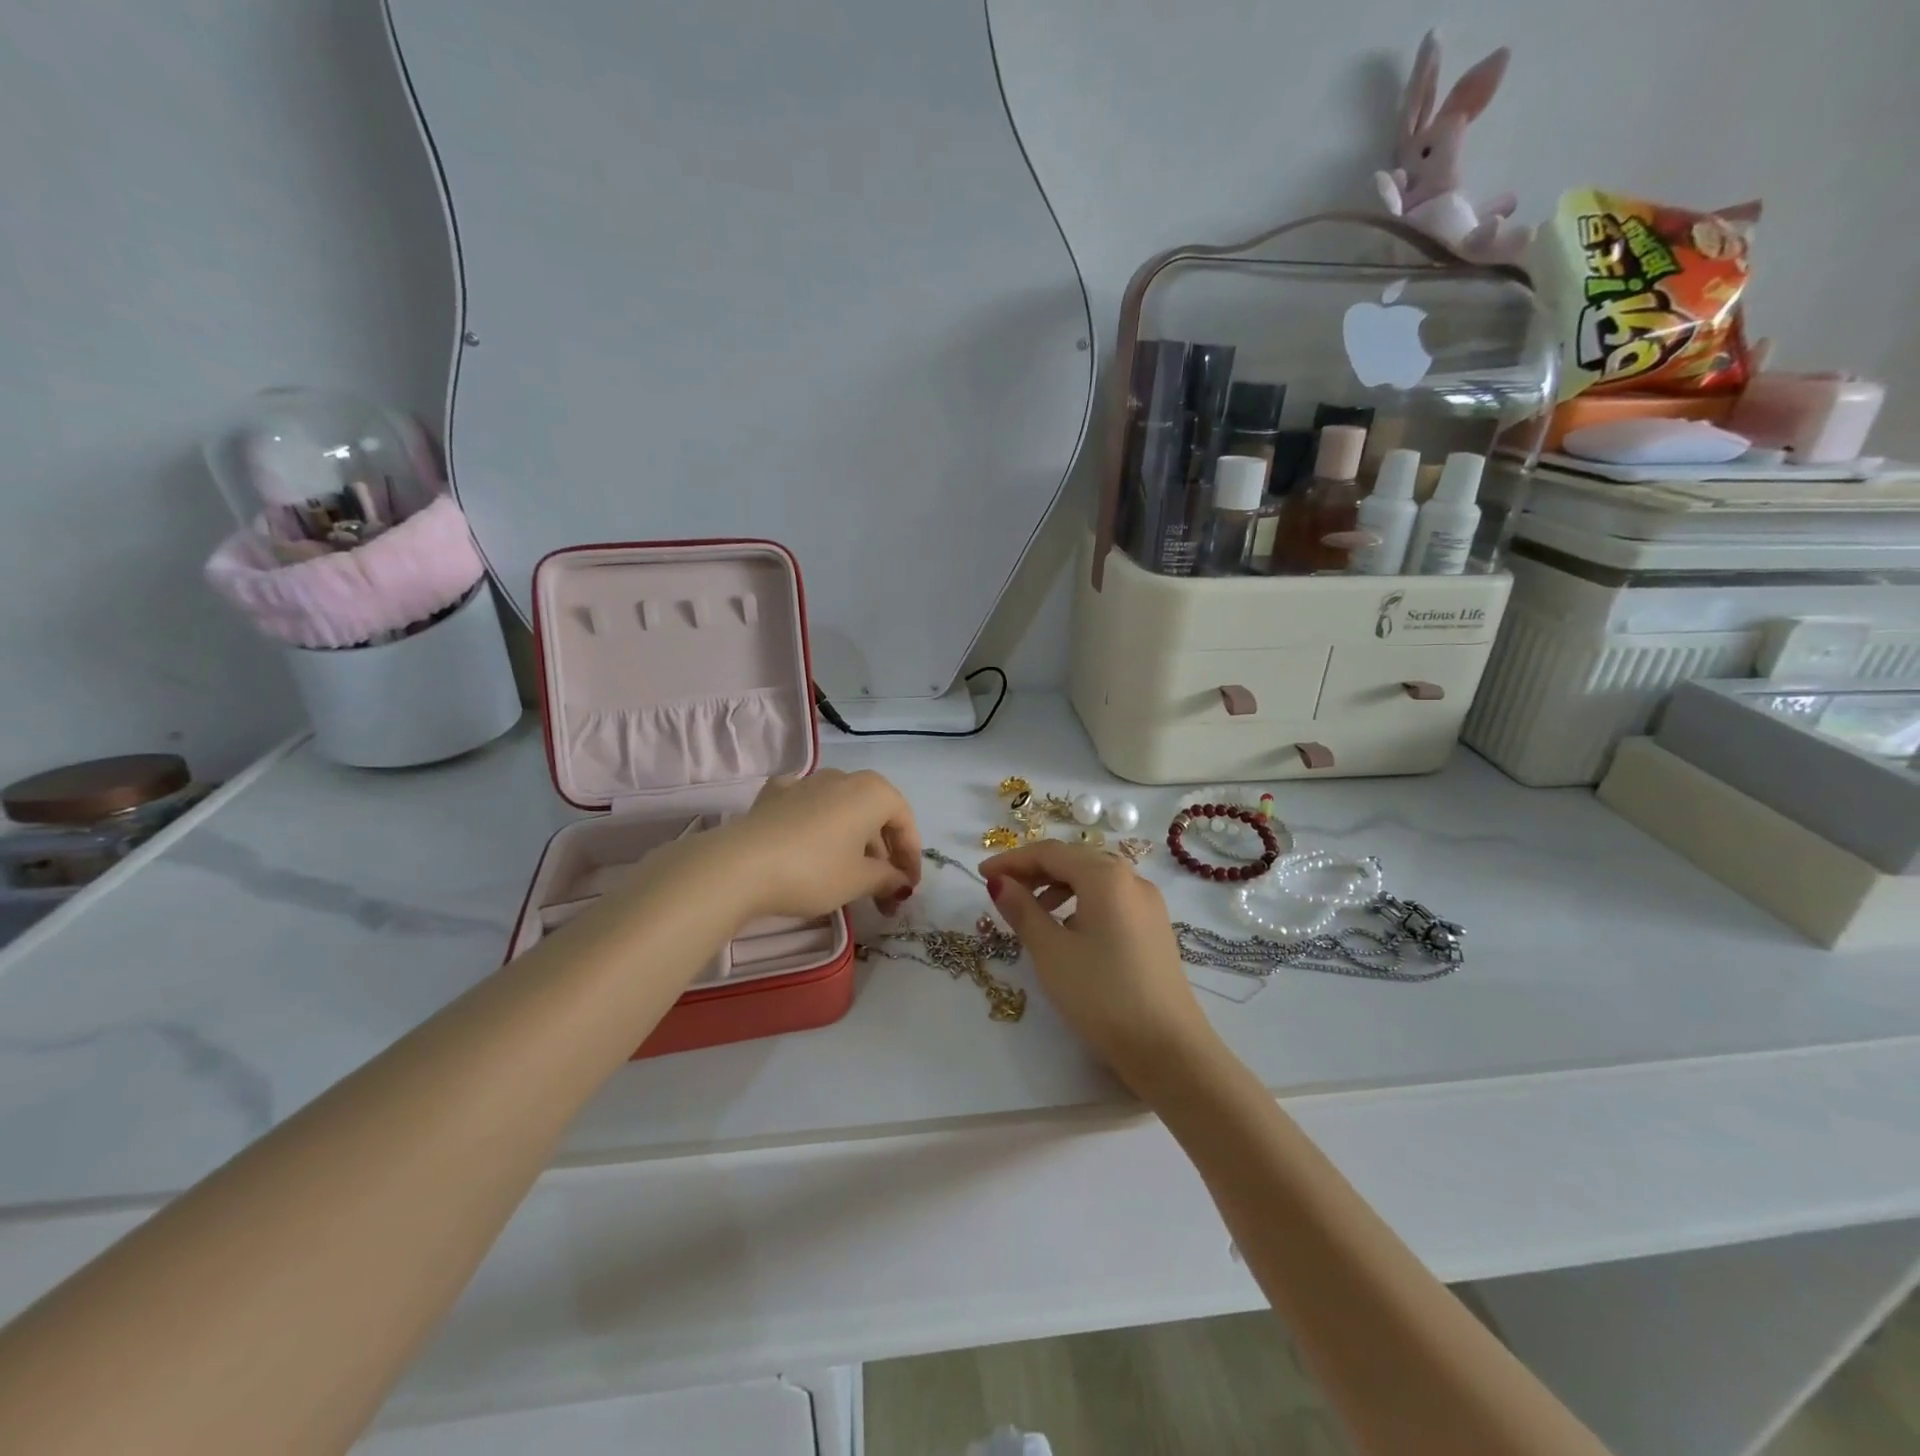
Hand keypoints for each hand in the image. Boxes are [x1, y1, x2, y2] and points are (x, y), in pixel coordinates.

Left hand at [701, 769, 922, 923]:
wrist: (740, 866)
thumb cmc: (813, 871)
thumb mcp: (858, 881)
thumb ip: (887, 878)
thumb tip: (901, 882)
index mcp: (872, 792)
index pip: (904, 822)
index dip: (911, 857)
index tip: (908, 889)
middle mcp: (843, 778)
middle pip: (874, 815)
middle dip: (883, 854)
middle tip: (883, 893)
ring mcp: (806, 782)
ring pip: (842, 810)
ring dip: (853, 840)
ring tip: (851, 876)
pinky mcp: (775, 794)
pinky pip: (808, 806)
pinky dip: (817, 825)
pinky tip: (811, 844)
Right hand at [979, 841, 1219, 1095]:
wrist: (1169, 1049)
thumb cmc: (1102, 995)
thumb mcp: (1051, 951)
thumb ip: (1021, 910)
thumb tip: (999, 881)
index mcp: (1105, 875)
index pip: (1050, 852)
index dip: (1012, 860)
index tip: (980, 874)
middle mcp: (1131, 878)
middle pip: (1074, 859)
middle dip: (1034, 870)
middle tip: (1002, 891)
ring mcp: (1148, 903)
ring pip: (1094, 879)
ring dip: (1057, 886)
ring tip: (1031, 913)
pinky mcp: (1154, 927)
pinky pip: (1111, 899)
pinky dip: (1081, 902)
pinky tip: (1068, 931)